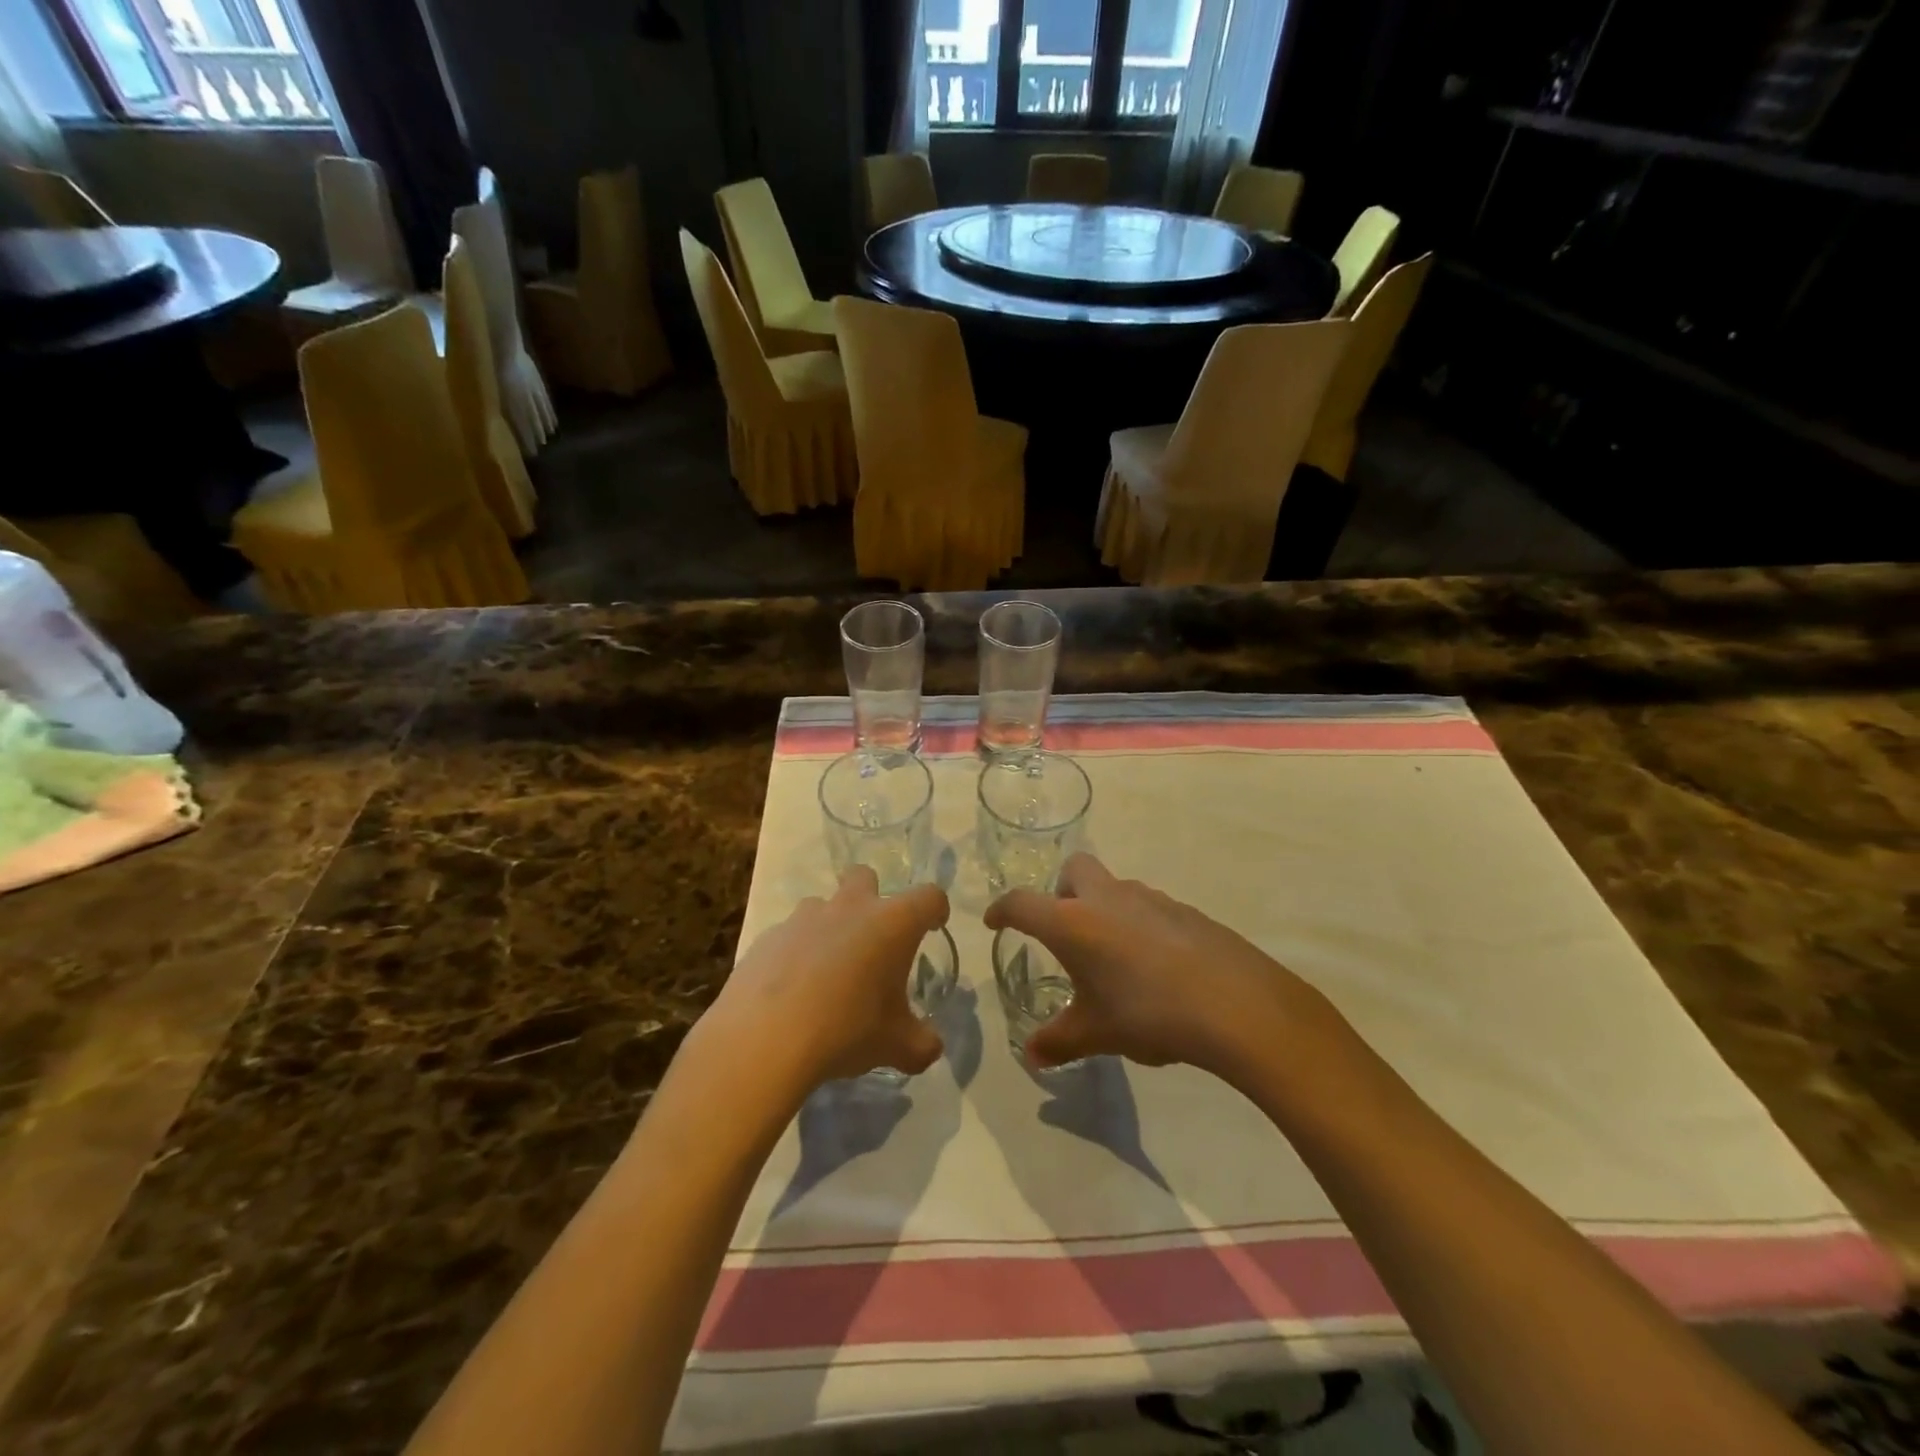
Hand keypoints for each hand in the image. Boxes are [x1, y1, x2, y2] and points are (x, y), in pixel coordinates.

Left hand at [700, 868, 949, 1092]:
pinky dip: (796, 953)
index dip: (936, 909)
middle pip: (865, 876)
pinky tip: (793, 991)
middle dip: (872, 896)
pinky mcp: (768, 937)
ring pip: (823, 905)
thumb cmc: (846, 1030)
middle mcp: (850, 909)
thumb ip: (921, 1044)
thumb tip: (931, 1048)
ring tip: (828, 971)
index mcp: (892, 924)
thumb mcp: (895, 1046)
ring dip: (830, 927)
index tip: (934, 927)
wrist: (764, 1039)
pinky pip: (790, 935)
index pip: (928, 897)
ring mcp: (804, 918)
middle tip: (873, 938)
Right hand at [984, 853, 1317, 1078]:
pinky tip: (1154, 966)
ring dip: (1102, 909)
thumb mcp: (1097, 1033)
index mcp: (1073, 922)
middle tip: (1064, 932)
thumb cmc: (1149, 1014)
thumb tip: (1032, 1056)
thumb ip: (1060, 1040)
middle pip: (1074, 870)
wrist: (1235, 1004)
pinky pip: (1147, 907)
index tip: (994, 922)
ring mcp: (1149, 899)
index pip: (1022, 903)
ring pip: (1113, 888)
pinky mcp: (1183, 910)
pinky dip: (1137, 924)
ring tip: (1112, 958)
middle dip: (1061, 892)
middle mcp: (1107, 898)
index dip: (1002, 910)